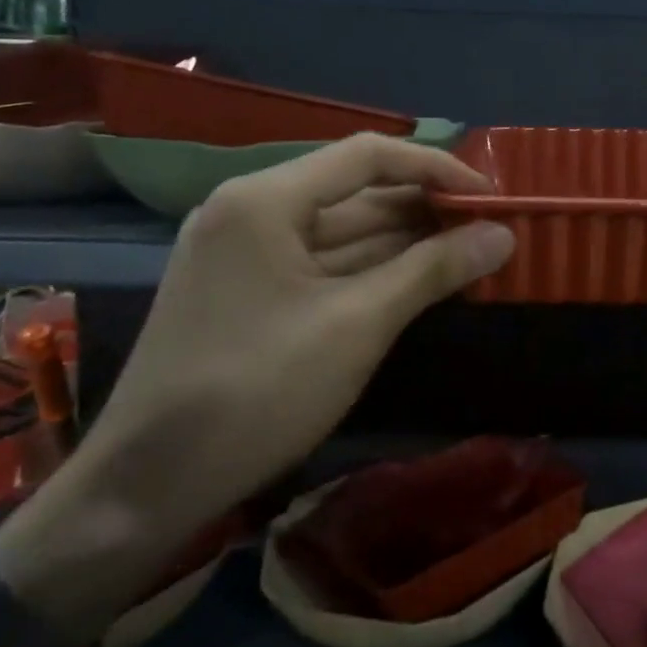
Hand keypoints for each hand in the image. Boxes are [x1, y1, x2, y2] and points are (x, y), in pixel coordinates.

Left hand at [0, 134, 512, 636]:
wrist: (143, 491)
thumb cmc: (255, 392)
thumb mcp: (357, 326)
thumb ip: (433, 270)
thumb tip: (503, 235)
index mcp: (266, 200)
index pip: (368, 156)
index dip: (436, 167)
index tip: (490, 196)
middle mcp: (252, 211)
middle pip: (356, 191)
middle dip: (425, 208)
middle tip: (490, 229)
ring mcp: (247, 253)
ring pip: (344, 231)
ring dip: (405, 241)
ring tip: (469, 252)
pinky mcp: (250, 291)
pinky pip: (325, 263)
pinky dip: (374, 269)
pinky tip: (420, 280)